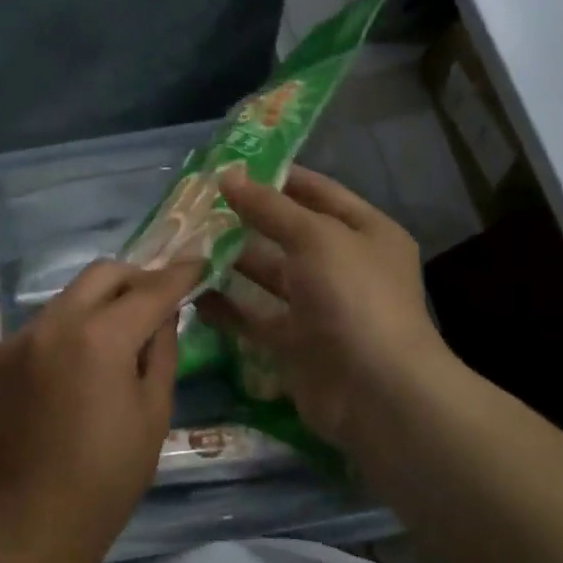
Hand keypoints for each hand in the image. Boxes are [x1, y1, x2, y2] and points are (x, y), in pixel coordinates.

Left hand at [0, 259, 201, 562]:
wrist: (32, 522)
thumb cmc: (108, 476)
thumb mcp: (154, 412)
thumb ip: (161, 349)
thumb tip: (164, 312)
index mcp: (100, 339)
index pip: (149, 290)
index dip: (178, 274)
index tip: (198, 261)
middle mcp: (54, 323)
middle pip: (102, 273)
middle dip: (136, 278)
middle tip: (157, 299)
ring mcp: (21, 336)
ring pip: (71, 296)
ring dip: (100, 304)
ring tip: (117, 336)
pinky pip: (44, 324)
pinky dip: (69, 330)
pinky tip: (78, 365)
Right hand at [198, 166, 454, 451]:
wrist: (377, 395)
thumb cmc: (354, 298)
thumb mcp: (315, 238)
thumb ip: (270, 207)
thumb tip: (229, 175)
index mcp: (365, 232)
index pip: (317, 192)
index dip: (276, 176)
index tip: (229, 167)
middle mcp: (344, 265)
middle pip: (288, 233)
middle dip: (246, 218)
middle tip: (196, 204)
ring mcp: (320, 307)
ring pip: (268, 275)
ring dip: (231, 260)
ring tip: (186, 242)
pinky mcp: (295, 343)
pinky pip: (255, 317)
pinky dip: (226, 306)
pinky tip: (190, 290)